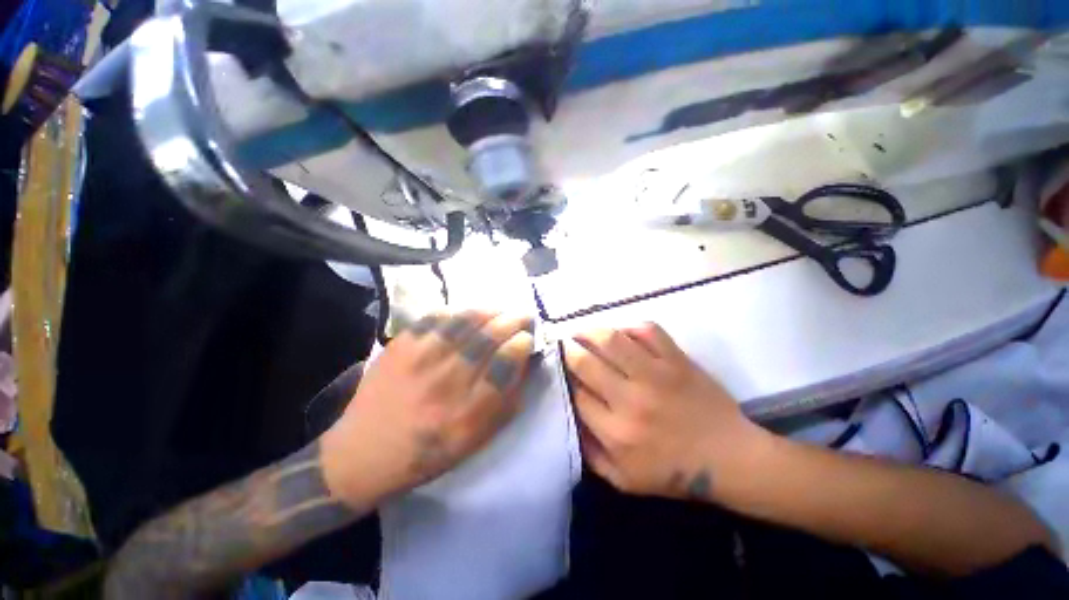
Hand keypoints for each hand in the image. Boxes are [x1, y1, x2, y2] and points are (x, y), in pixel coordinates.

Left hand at [321, 311, 533, 507]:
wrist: (364, 452)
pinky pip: (436, 317)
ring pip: (464, 321)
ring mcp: (419, 360)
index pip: (505, 363)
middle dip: (513, 320)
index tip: (527, 338)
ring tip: (500, 311)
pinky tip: (467, 315)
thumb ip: (505, 401)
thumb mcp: (476, 440)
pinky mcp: (400, 346)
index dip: (522, 343)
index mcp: (468, 413)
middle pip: (488, 337)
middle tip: (523, 316)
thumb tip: (523, 362)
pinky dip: (458, 312)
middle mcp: (445, 383)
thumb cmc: (428, 452)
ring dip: (490, 311)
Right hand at [564, 323, 764, 501]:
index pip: (576, 394)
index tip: (559, 370)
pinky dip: (630, 328)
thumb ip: (590, 452)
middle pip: (585, 362)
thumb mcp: (624, 480)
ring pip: (612, 340)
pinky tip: (622, 334)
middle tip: (563, 345)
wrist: (730, 458)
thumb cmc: (674, 473)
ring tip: (581, 332)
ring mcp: (656, 375)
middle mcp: (631, 399)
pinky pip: (647, 331)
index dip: (564, 378)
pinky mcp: (677, 360)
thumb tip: (569, 417)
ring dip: (589, 331)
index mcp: (616, 432)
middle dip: (568, 350)